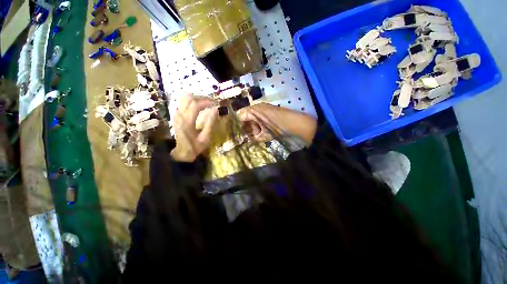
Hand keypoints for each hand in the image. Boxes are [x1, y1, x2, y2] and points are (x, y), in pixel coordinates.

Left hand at [171, 94, 217, 161]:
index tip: (216, 103)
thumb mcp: (206, 137)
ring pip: (185, 98)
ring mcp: (176, 114)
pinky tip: (200, 106)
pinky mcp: (176, 115)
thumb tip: (216, 109)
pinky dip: (193, 101)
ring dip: (197, 98)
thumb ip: (210, 123)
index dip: (207, 101)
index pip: (196, 104)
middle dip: (203, 98)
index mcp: (187, 122)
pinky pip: (183, 102)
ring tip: (207, 103)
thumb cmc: (196, 146)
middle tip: (213, 102)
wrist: (182, 152)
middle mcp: (180, 115)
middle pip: (190, 98)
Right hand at [237, 103, 316, 145]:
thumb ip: (254, 139)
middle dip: (245, 128)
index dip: (237, 126)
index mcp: (254, 110)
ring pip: (253, 119)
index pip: (239, 116)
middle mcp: (257, 107)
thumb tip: (246, 144)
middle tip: (246, 138)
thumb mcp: (265, 135)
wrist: (297, 123)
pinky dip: (259, 126)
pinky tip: (262, 133)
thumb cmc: (279, 128)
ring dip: (253, 128)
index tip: (236, 135)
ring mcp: (264, 109)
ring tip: (256, 136)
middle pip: (246, 117)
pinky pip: (259, 118)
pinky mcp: (269, 112)